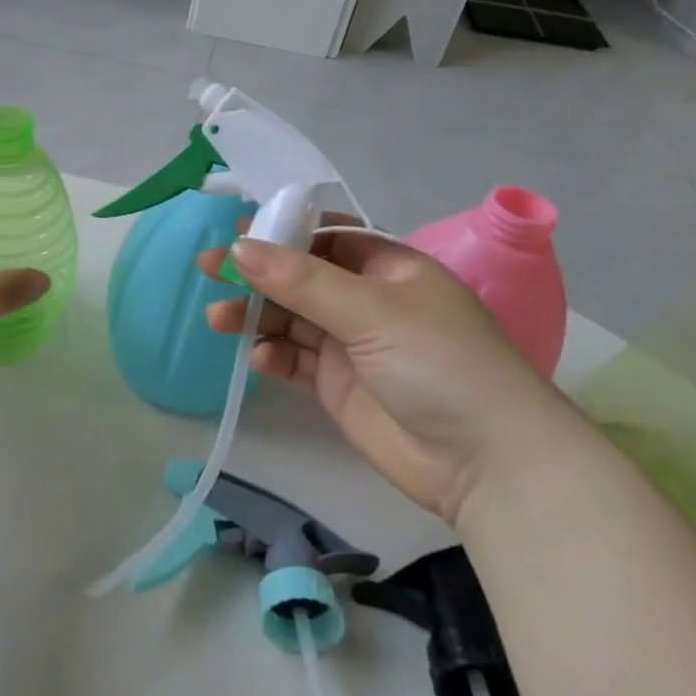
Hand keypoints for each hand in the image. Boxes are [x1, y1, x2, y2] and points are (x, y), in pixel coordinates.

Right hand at [203, 229, 583, 524]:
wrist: (487, 464)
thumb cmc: (439, 364)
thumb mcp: (370, 311)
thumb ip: (300, 280)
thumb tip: (239, 246)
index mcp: (389, 267)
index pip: (326, 236)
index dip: (281, 232)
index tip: (236, 231)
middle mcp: (369, 301)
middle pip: (300, 277)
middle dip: (256, 273)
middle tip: (208, 269)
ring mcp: (353, 345)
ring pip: (291, 319)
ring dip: (255, 316)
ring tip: (218, 319)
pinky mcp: (340, 386)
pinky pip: (296, 360)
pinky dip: (273, 355)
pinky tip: (258, 358)